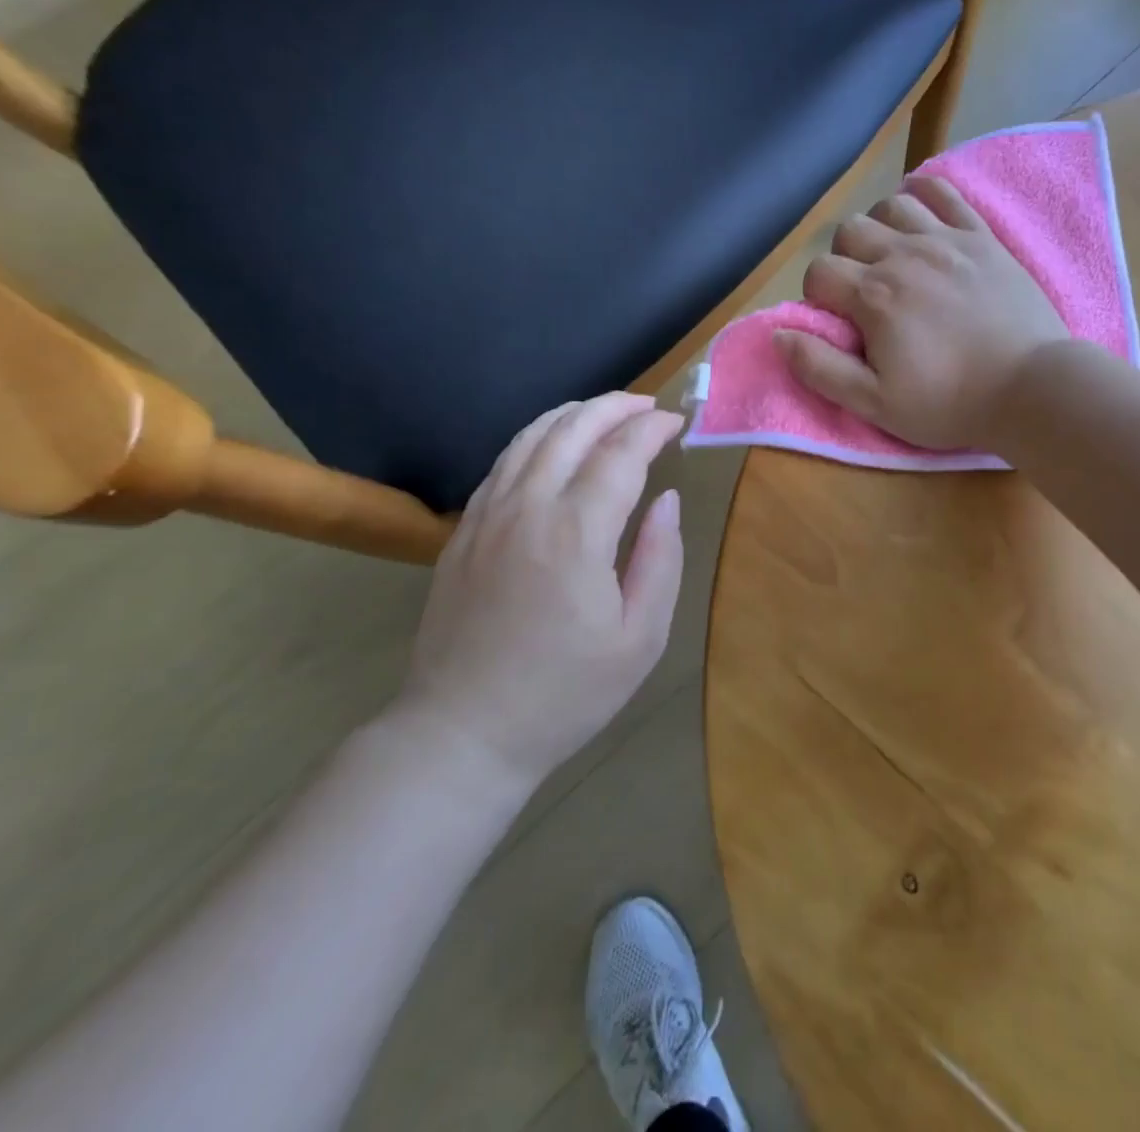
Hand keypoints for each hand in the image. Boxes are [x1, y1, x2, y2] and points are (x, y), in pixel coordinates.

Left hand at [390, 394, 685, 798]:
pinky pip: (502, 464)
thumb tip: (667, 500)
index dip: (651, 430)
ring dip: (573, 414)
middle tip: (648, 406)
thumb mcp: (640, 638)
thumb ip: (660, 559)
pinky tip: (553, 447)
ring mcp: (486, 516)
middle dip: (615, 407)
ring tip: (606, 412)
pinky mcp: (463, 532)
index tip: (677, 423)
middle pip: (571, 429)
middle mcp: (527, 508)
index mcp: (576, 533)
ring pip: (530, 437)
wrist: (463, 733)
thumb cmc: (565, 694)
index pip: (620, 454)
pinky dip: (536, 439)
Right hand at [776, 175, 1067, 449]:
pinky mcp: (981, 237)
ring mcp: (946, 240)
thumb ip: (821, 368)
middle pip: (849, 231)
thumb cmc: (949, 403)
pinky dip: (923, 193)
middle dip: (844, 260)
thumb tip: (779, 335)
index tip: (839, 321)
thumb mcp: (875, 403)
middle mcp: (904, 256)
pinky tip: (920, 214)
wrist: (1030, 388)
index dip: (818, 296)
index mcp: (874, 296)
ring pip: (891, 206)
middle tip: (865, 295)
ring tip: (893, 259)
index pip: (819, 272)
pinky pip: (943, 192)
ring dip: (880, 228)